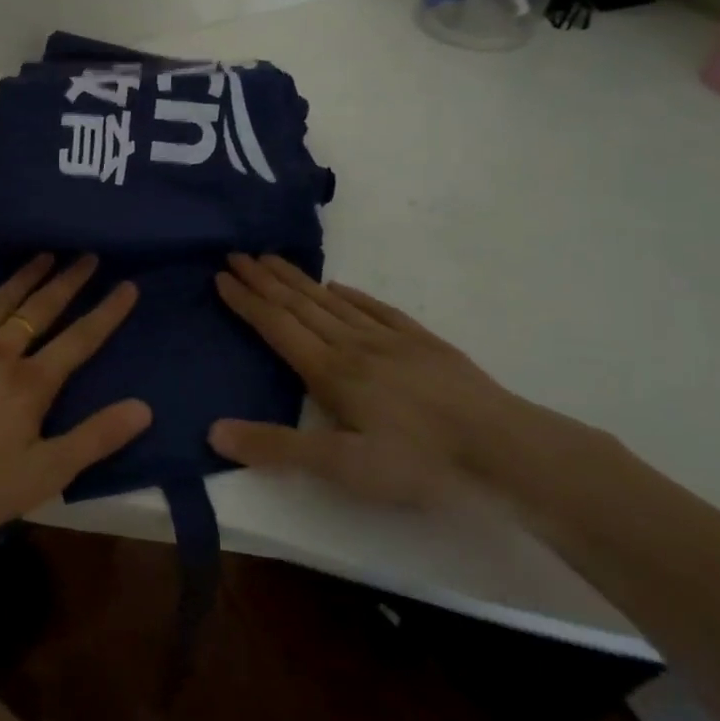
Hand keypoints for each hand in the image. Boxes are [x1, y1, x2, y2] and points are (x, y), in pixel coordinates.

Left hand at [0, 254, 149, 544]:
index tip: (127, 285)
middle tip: (87, 255)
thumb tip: (144, 407)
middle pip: (40, 308)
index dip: (107, 312)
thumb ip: (94, 439)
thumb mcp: (43, 475)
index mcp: (30, 383)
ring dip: (24, 275)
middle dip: (68, 280)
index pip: (80, 339)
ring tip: (44, 255)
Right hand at [208, 253, 540, 507]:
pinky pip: (375, 308)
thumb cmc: (419, 463)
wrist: (506, 451)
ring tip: (272, 259)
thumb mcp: (343, 467)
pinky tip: (337, 286)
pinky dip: (349, 294)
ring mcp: (391, 340)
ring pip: (332, 301)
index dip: (246, 301)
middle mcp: (353, 345)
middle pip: (299, 305)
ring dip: (297, 280)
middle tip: (237, 254)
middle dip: (264, 279)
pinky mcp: (423, 343)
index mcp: (330, 371)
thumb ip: (277, 448)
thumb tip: (213, 431)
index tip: (221, 275)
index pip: (276, 326)